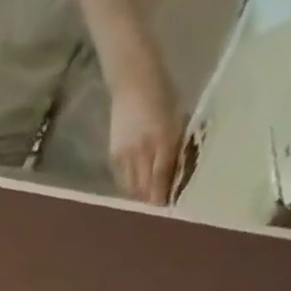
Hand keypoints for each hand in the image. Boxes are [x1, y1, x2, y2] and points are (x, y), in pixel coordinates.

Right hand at [107, 66, 181, 204]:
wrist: (134, 81)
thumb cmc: (163, 95)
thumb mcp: (177, 119)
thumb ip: (175, 145)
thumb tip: (175, 172)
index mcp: (162, 140)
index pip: (162, 176)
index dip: (163, 194)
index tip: (167, 208)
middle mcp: (142, 151)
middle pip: (143, 186)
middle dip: (150, 198)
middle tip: (157, 206)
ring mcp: (125, 154)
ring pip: (131, 185)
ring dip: (138, 194)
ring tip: (145, 199)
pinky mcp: (114, 154)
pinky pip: (122, 177)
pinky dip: (129, 184)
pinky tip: (135, 185)